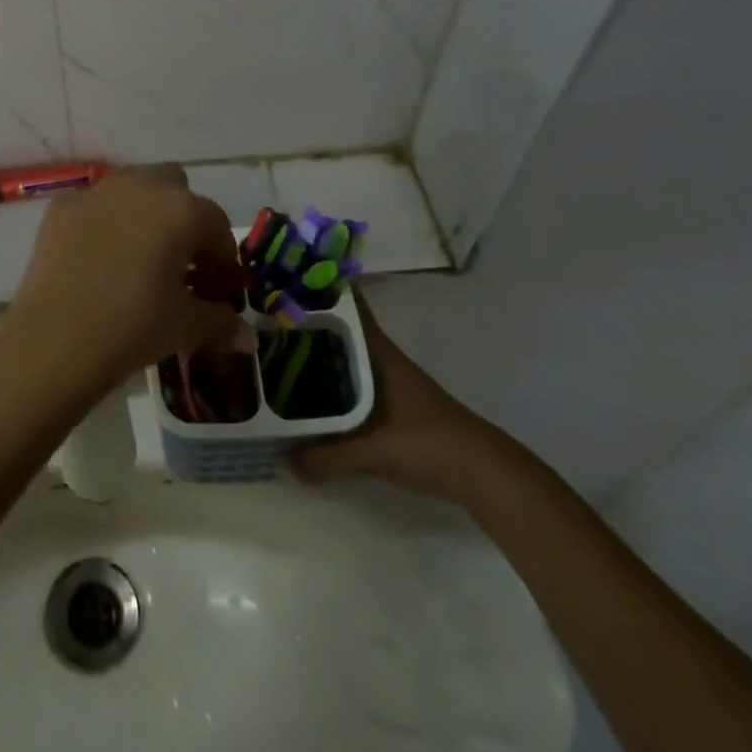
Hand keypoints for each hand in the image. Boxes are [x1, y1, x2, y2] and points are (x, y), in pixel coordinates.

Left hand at [3, 166, 250, 395]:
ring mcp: (98, 190)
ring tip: (139, 257)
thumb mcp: (186, 327)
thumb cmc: (133, 326)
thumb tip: (247, 337)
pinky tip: (98, 258)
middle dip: (183, 219)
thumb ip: (222, 323)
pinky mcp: (63, 205)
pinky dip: (104, 221)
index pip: (216, 225)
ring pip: (134, 187)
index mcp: (181, 209)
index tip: (218, 288)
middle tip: (180, 263)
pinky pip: (95, 204)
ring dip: (144, 212)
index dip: (222, 258)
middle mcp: (142, 185)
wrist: (56, 337)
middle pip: (176, 188)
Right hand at [290, 289, 496, 497]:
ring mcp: (391, 381)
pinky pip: (354, 382)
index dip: (323, 288)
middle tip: (268, 320)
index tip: (288, 279)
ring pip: (347, 356)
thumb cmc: (426, 442)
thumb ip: (326, 457)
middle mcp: (383, 358)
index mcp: (378, 352)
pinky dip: (334, 382)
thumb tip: (282, 461)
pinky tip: (313, 396)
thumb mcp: (372, 452)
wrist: (483, 473)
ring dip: (320, 354)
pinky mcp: (396, 405)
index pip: (351, 305)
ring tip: (280, 354)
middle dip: (309, 324)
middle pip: (341, 330)